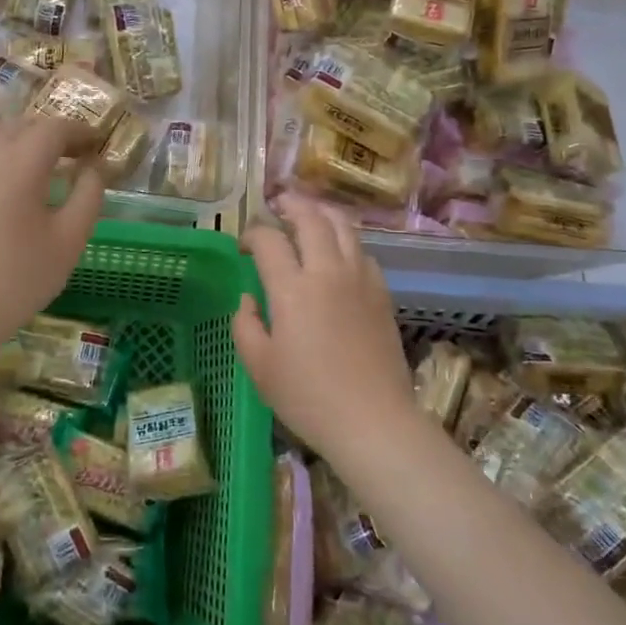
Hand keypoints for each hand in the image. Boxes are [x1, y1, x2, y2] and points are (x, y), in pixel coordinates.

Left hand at [0, 114, 104, 360]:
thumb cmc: (21, 276)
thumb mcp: (70, 238)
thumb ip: (89, 193)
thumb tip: (95, 166)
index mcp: (20, 162)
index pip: (54, 128)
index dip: (80, 132)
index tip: (98, 145)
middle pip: (23, 124)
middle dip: (51, 133)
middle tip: (74, 156)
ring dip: (22, 139)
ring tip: (41, 166)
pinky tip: (9, 184)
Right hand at [232, 194, 414, 458]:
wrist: (373, 420)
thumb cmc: (308, 397)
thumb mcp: (260, 366)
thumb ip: (245, 324)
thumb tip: (248, 299)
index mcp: (292, 288)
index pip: (269, 241)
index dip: (252, 234)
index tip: (243, 245)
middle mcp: (327, 272)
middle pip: (311, 219)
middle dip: (291, 204)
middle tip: (278, 204)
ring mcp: (360, 279)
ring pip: (344, 227)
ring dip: (322, 213)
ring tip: (309, 213)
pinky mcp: (382, 293)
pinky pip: (363, 252)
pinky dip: (346, 241)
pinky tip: (339, 252)